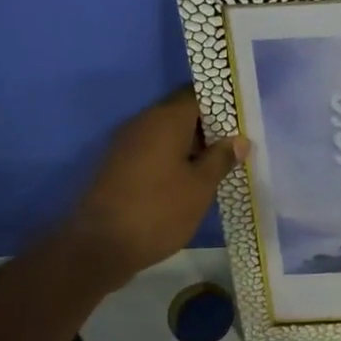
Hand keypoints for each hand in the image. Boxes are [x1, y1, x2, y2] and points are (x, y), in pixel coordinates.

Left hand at [59, 87, 248, 290]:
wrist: (100, 246)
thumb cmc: (159, 211)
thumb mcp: (200, 187)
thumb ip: (221, 159)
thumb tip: (238, 140)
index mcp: (165, 119)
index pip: (196, 94)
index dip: (220, 104)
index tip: (240, 120)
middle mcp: (142, 123)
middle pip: (180, 112)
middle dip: (207, 127)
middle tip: (233, 147)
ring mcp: (125, 144)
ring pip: (165, 133)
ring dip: (189, 145)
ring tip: (214, 167)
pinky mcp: (117, 165)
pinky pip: (151, 150)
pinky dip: (170, 159)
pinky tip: (186, 181)